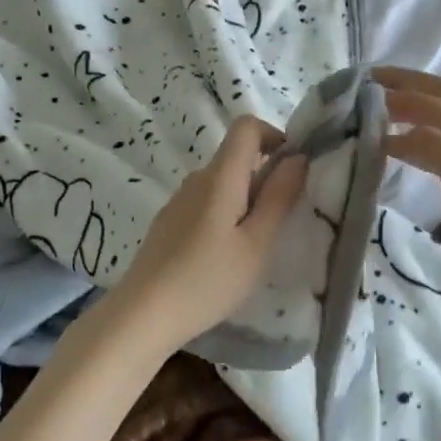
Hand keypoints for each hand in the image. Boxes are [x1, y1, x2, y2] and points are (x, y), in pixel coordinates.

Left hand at [97, 115, 306, 356]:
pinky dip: (225, 215)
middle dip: (265, 176)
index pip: (246, 126)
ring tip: (253, 246)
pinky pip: (205, 203)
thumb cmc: (208, 280)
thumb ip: (279, 197)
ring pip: (221, 183)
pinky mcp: (168, 223)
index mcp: (220, 177)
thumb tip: (298, 157)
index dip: (274, 135)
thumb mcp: (257, 244)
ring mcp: (178, 201)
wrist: (143, 314)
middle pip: (235, 156)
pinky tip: (223, 257)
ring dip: (245, 200)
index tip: (292, 169)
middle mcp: (196, 179)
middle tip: (279, 222)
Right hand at [376, 67, 440, 322]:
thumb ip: (426, 142)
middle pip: (439, 97)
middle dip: (405, 86)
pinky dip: (415, 141)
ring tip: (376, 115)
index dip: (394, 87)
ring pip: (439, 122)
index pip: (429, 95)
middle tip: (367, 87)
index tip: (356, 86)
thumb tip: (387, 135)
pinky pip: (437, 150)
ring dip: (409, 111)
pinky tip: (401, 154)